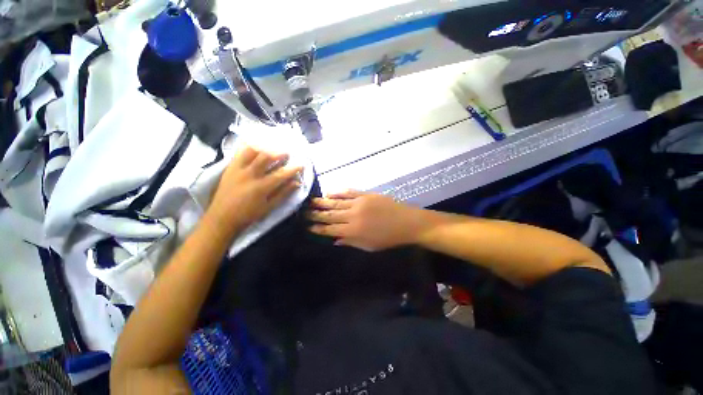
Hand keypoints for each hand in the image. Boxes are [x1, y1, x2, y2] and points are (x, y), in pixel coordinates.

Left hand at [204, 146, 302, 238]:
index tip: (301, 165)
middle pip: (266, 158)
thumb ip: (283, 194)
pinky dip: (248, 148)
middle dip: (279, 154)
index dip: (293, 169)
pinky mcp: (229, 168)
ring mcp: (237, 170)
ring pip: (252, 152)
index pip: (281, 174)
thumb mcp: (269, 207)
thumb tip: (296, 183)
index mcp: (261, 187)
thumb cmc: (248, 215)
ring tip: (271, 150)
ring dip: (264, 149)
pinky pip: (238, 153)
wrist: (221, 218)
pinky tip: (254, 147)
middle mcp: (250, 175)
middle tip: (286, 154)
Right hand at [308, 191, 422, 251]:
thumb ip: (350, 242)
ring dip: (323, 202)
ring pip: (336, 202)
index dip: (318, 228)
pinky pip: (348, 192)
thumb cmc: (388, 238)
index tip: (308, 227)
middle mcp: (353, 216)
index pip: (330, 230)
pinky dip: (337, 192)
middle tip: (304, 212)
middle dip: (315, 214)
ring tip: (311, 201)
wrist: (406, 222)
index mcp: (353, 231)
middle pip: (330, 215)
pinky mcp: (365, 194)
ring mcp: (359, 203)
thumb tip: (334, 240)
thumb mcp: (368, 246)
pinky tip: (329, 192)